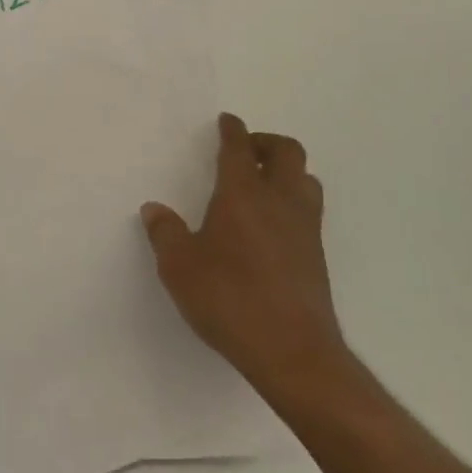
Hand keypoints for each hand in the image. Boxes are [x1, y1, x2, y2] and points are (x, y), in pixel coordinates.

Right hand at [141, 113, 350, 403]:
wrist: (293, 351)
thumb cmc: (230, 299)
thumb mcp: (180, 267)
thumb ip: (165, 233)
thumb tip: (154, 209)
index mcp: (243, 194)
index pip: (239, 148)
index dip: (233, 130)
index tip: (227, 121)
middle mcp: (280, 200)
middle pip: (287, 151)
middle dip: (266, 143)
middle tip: (245, 150)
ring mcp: (305, 227)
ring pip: (306, 179)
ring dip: (286, 171)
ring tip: (262, 184)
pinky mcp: (317, 255)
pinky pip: (309, 210)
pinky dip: (293, 201)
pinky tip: (272, 225)